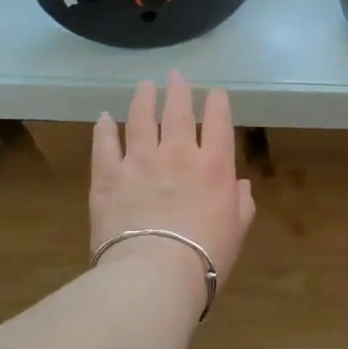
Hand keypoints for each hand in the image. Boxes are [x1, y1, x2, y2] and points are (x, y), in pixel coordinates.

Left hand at [90, 72, 255, 299]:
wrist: (155, 273)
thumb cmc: (206, 256)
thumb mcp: (237, 230)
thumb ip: (242, 203)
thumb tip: (240, 185)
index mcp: (214, 165)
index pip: (219, 121)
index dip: (218, 102)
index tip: (215, 92)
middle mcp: (178, 153)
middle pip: (178, 111)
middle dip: (178, 89)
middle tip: (175, 75)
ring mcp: (140, 161)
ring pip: (141, 119)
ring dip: (143, 99)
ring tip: (144, 85)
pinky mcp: (108, 175)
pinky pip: (105, 144)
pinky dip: (105, 129)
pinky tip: (105, 118)